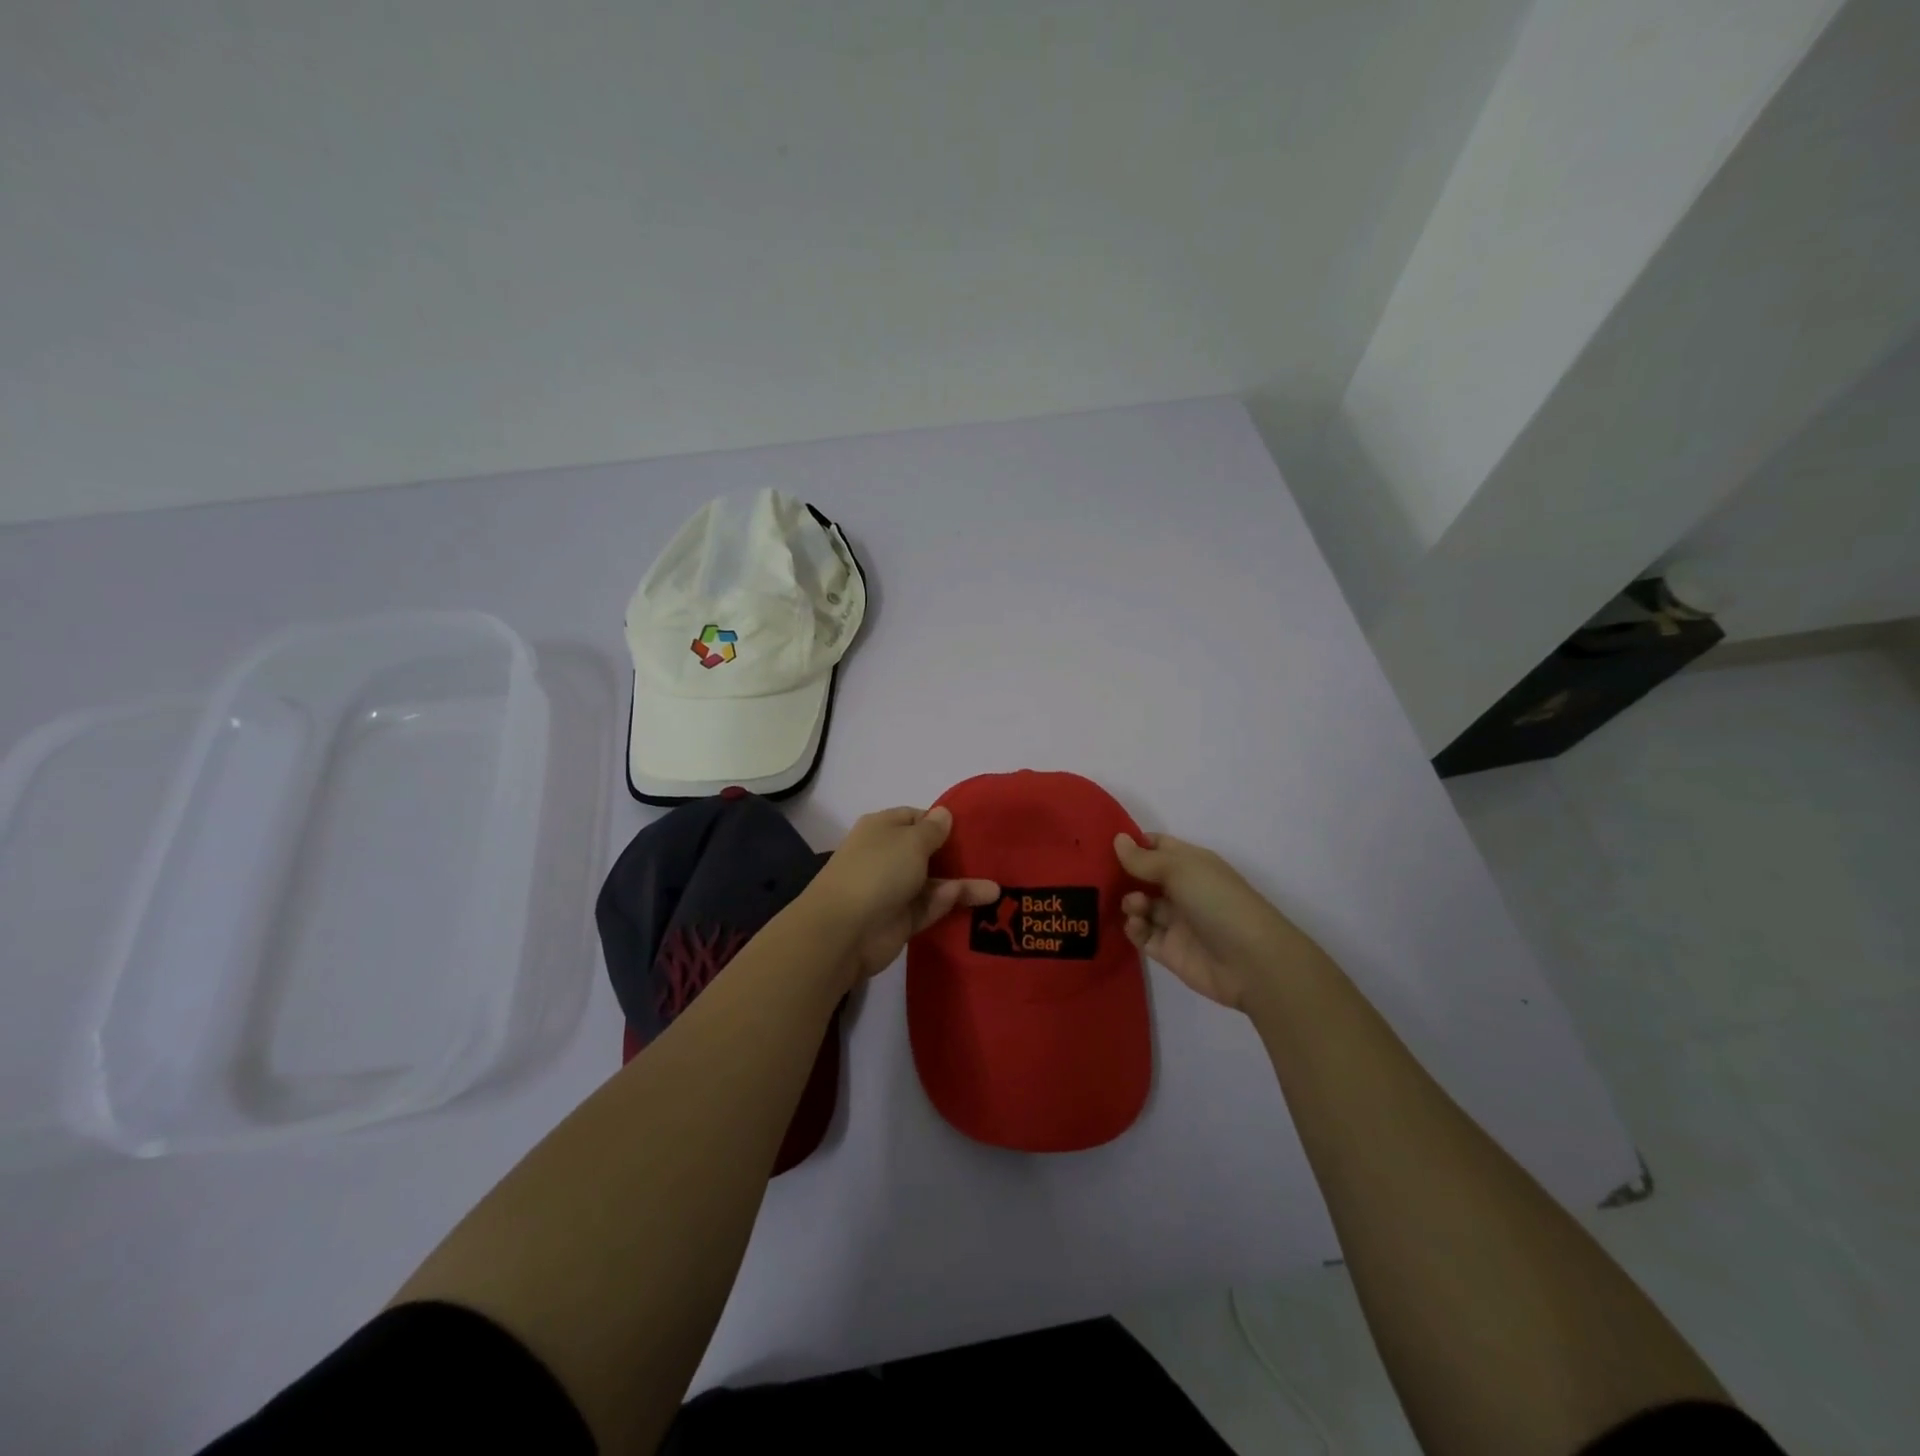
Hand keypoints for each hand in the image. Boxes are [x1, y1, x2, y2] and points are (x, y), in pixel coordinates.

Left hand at [807, 806, 999, 984]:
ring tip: (998, 888)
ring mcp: (894, 889)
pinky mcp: (902, 920)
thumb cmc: (878, 870)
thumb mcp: (911, 841)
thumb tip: (944, 814)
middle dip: (956, 855)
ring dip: (963, 884)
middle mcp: (888, 856)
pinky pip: (931, 907)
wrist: (845, 929)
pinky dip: (952, 903)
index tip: (972, 829)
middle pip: (927, 852)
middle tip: (992, 857)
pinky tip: (983, 899)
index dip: (941, 822)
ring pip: (933, 882)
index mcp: (883, 828)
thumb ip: (933, 830)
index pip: (915, 818)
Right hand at [1115, 832, 1318, 1011]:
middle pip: (1143, 877)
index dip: (1132, 844)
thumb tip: (1117, 839)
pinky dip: (1134, 928)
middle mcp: (1182, 889)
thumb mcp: (1180, 869)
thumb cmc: (1217, 901)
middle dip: (1122, 875)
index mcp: (1190, 864)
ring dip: (1130, 902)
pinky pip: (1142, 935)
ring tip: (1136, 906)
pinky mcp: (1168, 950)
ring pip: (1140, 906)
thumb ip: (1144, 858)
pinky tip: (1137, 925)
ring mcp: (1175, 921)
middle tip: (1100, 876)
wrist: (1251, 961)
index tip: (1103, 844)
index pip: (1156, 847)